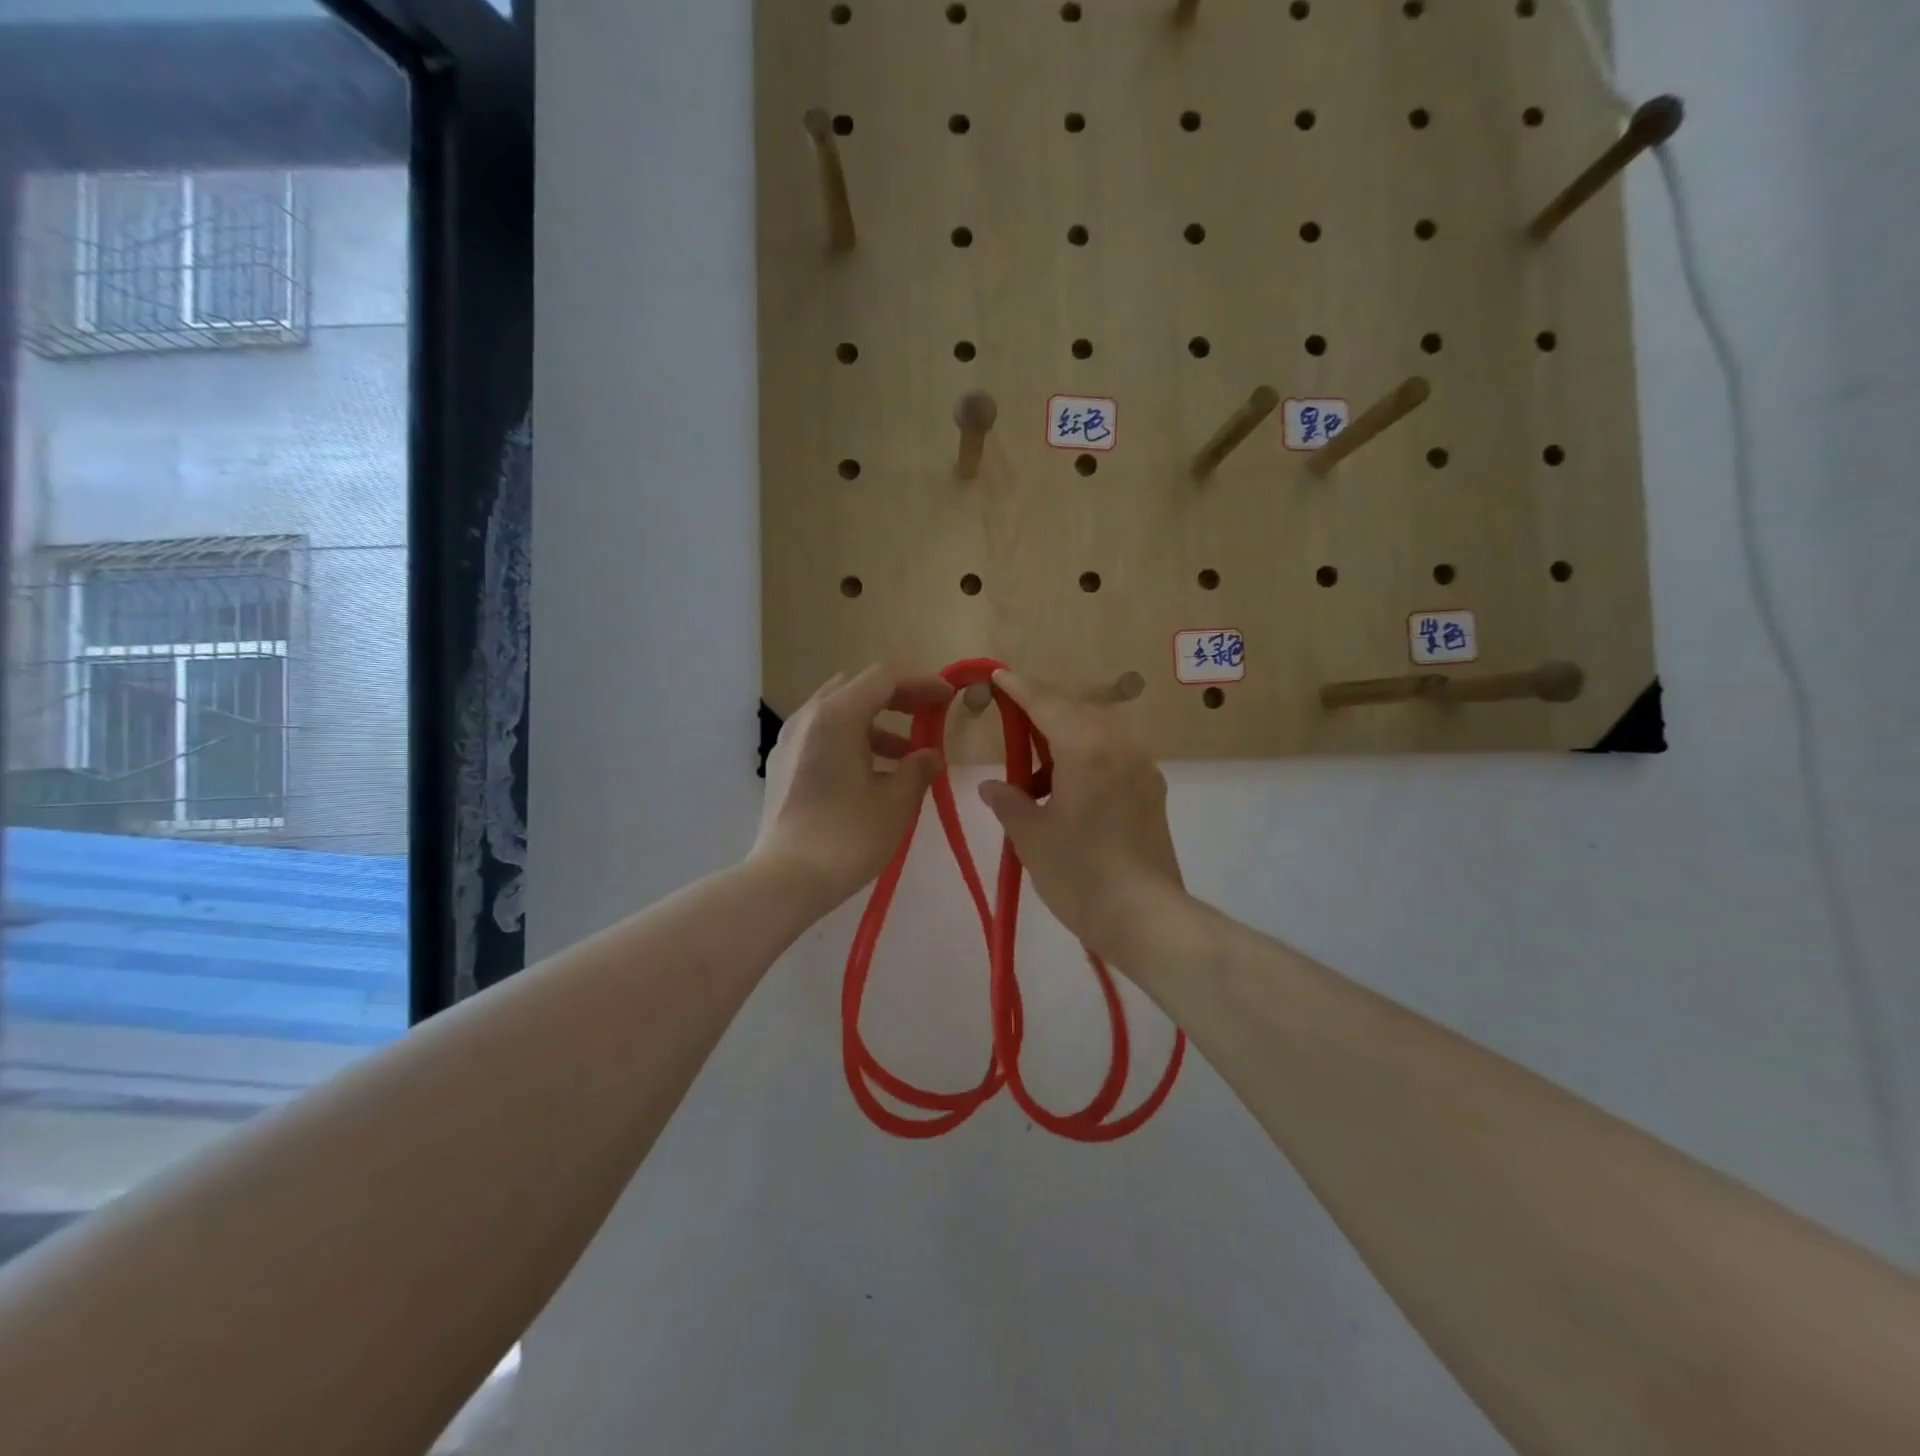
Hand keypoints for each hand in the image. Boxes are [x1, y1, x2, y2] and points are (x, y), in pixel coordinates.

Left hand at [754, 666, 953, 906]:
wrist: (785, 880)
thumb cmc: (848, 836)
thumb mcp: (896, 802)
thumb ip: (918, 770)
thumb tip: (929, 756)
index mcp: (837, 716)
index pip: (884, 679)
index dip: (921, 684)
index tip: (948, 699)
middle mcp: (808, 718)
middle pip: (857, 689)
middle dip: (896, 699)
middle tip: (926, 718)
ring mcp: (789, 742)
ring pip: (837, 714)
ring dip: (875, 725)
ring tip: (905, 757)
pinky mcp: (781, 767)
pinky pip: (822, 737)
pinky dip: (851, 742)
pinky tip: (871, 776)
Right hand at [978, 669, 1186, 961]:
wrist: (1145, 917)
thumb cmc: (1079, 873)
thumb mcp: (1031, 836)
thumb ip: (1008, 802)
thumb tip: (993, 787)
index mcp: (1086, 748)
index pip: (1047, 703)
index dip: (1019, 688)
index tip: (998, 675)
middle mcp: (1119, 747)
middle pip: (1075, 713)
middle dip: (1041, 711)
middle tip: (1010, 719)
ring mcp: (1141, 769)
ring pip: (1097, 735)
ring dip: (1064, 739)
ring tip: (1033, 771)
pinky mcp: (1151, 793)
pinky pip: (1112, 758)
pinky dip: (1085, 760)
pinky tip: (1065, 790)